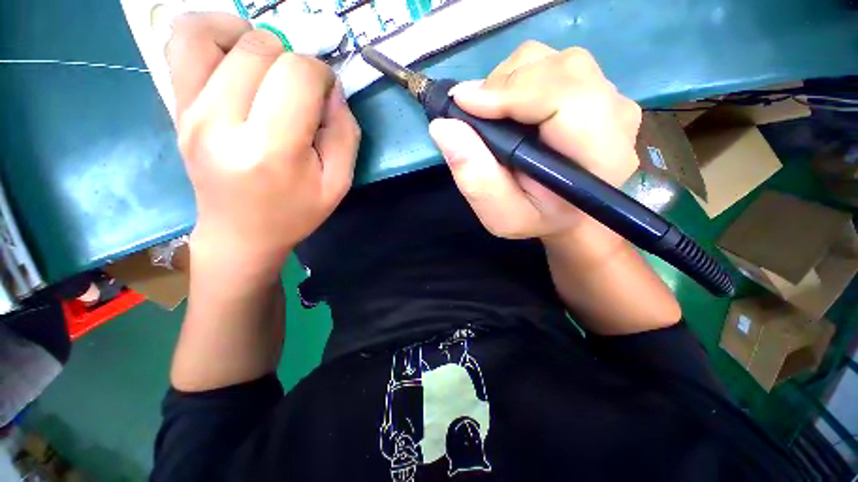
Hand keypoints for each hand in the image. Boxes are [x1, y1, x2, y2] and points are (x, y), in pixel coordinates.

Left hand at [166, 13, 360, 280]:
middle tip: (299, 91)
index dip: (322, 75)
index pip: (298, 74)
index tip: (326, 96)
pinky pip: (181, 42)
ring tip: (267, 66)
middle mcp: (221, 122)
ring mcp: (189, 111)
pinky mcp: (175, 107)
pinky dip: (211, 33)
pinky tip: (234, 56)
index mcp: (272, 150)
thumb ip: (345, 133)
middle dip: (292, 60)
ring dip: (250, 38)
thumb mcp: (338, 183)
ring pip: (211, 32)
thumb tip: (331, 90)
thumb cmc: (295, 212)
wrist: (240, 233)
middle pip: (259, 48)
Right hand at [429, 41, 640, 240]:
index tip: (464, 104)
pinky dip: (520, 78)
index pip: (564, 97)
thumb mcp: (500, 215)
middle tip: (473, 113)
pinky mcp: (598, 89)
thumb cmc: (536, 218)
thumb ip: (475, 177)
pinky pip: (555, 64)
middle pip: (560, 69)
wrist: (568, 214)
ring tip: (491, 113)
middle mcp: (615, 117)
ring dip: (510, 80)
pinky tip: (509, 107)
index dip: (510, 91)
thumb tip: (444, 127)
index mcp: (600, 156)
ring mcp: (611, 98)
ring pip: (555, 60)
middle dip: (505, 84)